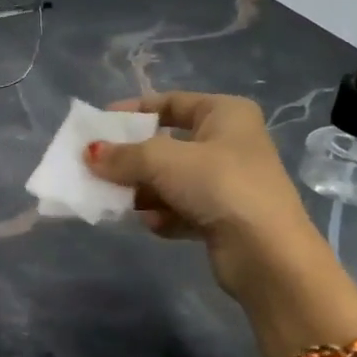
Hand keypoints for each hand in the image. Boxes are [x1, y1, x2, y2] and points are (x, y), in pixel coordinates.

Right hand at [86, 91, 356, 356]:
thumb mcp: (162, 161)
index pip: (170, 102)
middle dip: (133, 159)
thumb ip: (123, 155)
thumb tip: (90, 154)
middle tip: (98, 169)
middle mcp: (229, 143)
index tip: (98, 125)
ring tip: (119, 202)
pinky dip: (164, 215)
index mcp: (225, 114)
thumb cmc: (219, 186)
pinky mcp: (223, 217)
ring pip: (170, 180)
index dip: (133, 110)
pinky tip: (154, 224)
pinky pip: (181, 208)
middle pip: (166, 145)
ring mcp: (227, 182)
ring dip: (144, 191)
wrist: (267, 254)